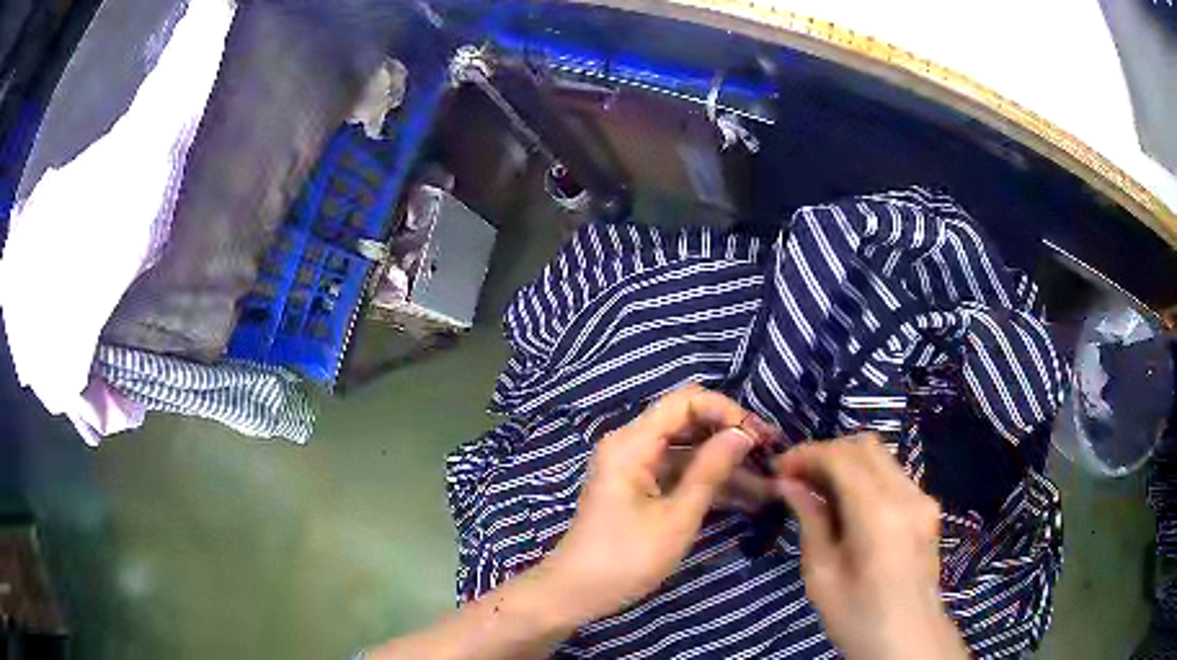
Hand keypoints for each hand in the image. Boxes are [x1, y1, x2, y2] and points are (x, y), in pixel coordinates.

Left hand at [537, 385, 776, 625]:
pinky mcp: (640, 488)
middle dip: (731, 438)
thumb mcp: (677, 517)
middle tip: (772, 458)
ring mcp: (635, 467)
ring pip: (689, 452)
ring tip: (769, 487)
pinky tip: (746, 499)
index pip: (686, 401)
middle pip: (689, 424)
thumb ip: (711, 470)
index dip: (728, 411)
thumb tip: (743, 433)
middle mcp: (632, 445)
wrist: (577, 593)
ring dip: (726, 467)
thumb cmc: (626, 558)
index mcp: (632, 443)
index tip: (760, 438)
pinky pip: (679, 474)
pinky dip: (708, 484)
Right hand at [772, 434, 969, 659]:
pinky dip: (865, 476)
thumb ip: (810, 522)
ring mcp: (923, 499)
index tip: (778, 468)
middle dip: (826, 452)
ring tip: (817, 489)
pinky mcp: (928, 508)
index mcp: (879, 514)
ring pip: (882, 457)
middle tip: (796, 476)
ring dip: (846, 462)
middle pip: (865, 446)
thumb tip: (789, 484)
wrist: (909, 641)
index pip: (842, 457)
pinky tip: (846, 503)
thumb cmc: (858, 617)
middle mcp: (907, 495)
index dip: (806, 455)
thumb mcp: (822, 576)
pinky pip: (893, 476)